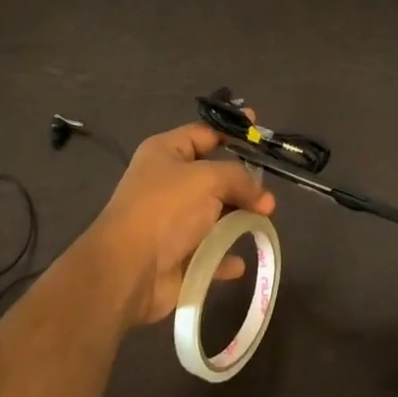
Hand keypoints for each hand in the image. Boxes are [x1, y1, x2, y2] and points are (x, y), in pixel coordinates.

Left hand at [87, 123, 274, 326]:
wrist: (129, 269)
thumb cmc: (166, 209)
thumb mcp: (207, 179)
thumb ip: (240, 179)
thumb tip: (264, 197)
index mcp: (166, 152)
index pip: (204, 133)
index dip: (231, 130)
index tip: (258, 127)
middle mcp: (167, 182)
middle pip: (213, 175)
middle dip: (242, 183)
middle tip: (268, 195)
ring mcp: (171, 220)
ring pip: (214, 213)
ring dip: (238, 219)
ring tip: (263, 222)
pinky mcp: (176, 254)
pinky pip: (209, 251)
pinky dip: (224, 255)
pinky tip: (239, 261)